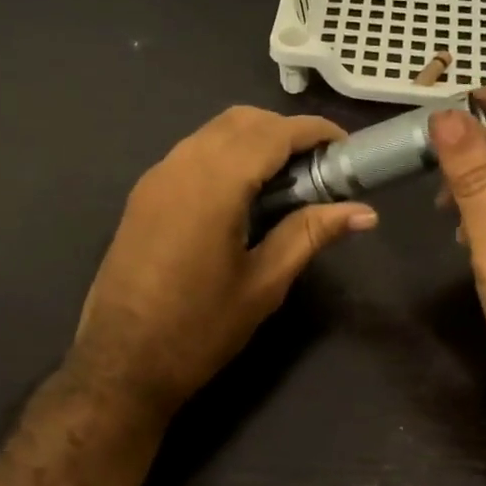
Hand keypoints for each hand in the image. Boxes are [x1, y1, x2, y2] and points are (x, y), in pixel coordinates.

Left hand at [72, 106, 376, 415]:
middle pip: (240, 121)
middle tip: (319, 168)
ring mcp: (155, 178)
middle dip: (284, 131)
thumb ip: (310, 234)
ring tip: (286, 181)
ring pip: (212, 133)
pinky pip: (191, 154)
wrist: (121, 364)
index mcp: (213, 185)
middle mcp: (180, 166)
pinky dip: (225, 156)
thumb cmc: (199, 329)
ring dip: (253, 141)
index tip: (346, 148)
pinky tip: (244, 195)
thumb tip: (365, 212)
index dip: (314, 131)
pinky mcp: (143, 196)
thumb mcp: (263, 284)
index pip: (272, 133)